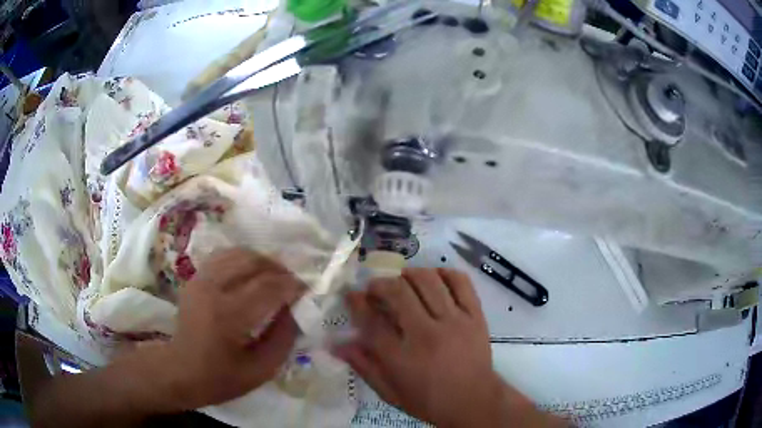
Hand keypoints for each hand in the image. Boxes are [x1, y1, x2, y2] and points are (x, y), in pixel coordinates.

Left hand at [161, 249, 305, 408]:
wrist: (180, 370)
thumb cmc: (221, 377)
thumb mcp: (260, 370)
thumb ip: (283, 339)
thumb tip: (296, 310)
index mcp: (228, 316)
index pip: (268, 287)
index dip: (292, 285)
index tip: (307, 290)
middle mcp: (212, 289)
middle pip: (253, 261)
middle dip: (279, 269)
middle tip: (293, 283)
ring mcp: (201, 279)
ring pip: (238, 253)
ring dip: (262, 261)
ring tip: (275, 277)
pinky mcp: (195, 277)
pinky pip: (224, 256)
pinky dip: (243, 259)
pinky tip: (252, 274)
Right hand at [336, 268, 558, 427]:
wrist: (474, 402)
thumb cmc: (429, 401)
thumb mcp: (391, 393)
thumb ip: (365, 367)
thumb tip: (337, 344)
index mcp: (402, 359)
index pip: (371, 322)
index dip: (357, 303)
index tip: (352, 295)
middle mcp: (427, 334)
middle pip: (398, 293)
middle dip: (380, 284)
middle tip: (375, 288)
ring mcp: (455, 322)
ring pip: (428, 281)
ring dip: (409, 275)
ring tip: (402, 281)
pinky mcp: (475, 316)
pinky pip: (460, 282)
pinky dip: (444, 273)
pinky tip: (434, 277)